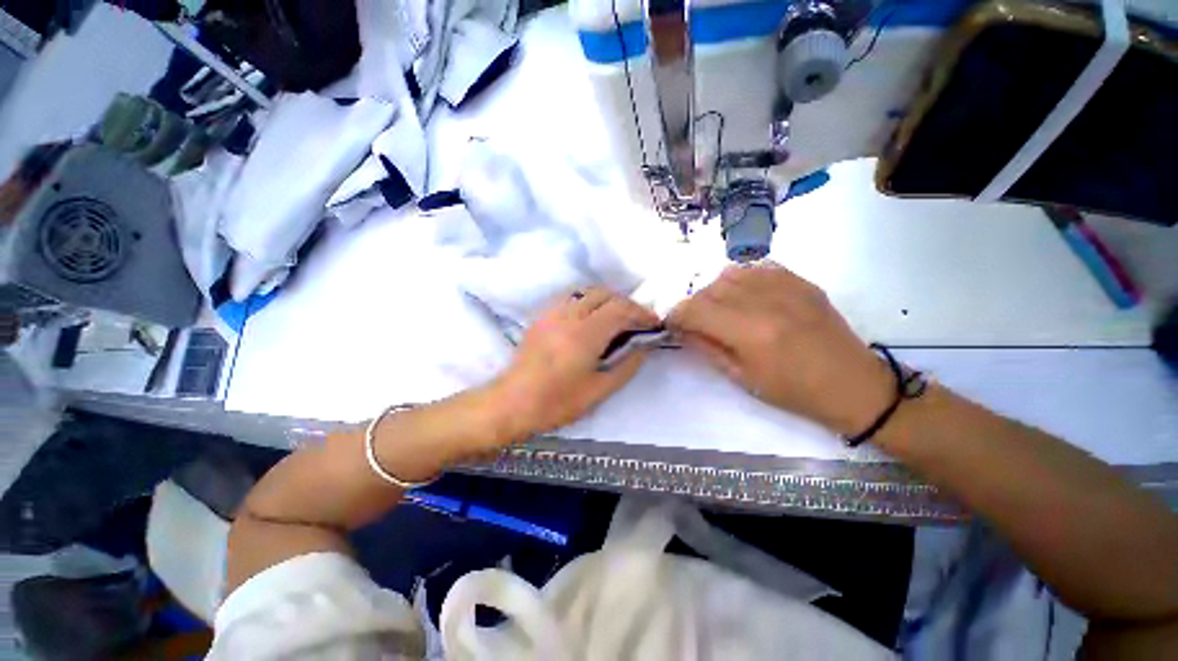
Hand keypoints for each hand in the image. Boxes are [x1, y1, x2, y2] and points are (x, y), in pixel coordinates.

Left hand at [491, 288, 660, 435]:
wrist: (513, 402)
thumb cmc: (557, 402)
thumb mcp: (599, 391)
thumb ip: (626, 366)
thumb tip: (643, 347)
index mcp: (585, 334)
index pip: (620, 309)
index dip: (641, 313)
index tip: (654, 323)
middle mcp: (569, 315)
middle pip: (605, 294)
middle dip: (626, 304)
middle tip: (637, 321)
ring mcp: (553, 312)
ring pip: (587, 291)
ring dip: (608, 299)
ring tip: (617, 318)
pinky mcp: (543, 315)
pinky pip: (571, 297)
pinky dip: (589, 301)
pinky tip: (591, 318)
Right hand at [667, 263, 892, 435]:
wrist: (851, 384)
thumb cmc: (792, 391)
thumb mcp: (741, 377)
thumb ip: (706, 347)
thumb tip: (682, 329)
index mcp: (748, 332)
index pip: (694, 309)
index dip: (676, 315)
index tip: (673, 324)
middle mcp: (764, 301)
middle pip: (709, 289)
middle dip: (694, 305)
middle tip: (697, 322)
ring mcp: (786, 286)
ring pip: (730, 273)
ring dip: (716, 291)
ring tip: (722, 309)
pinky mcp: (800, 281)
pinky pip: (757, 267)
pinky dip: (742, 279)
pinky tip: (746, 296)